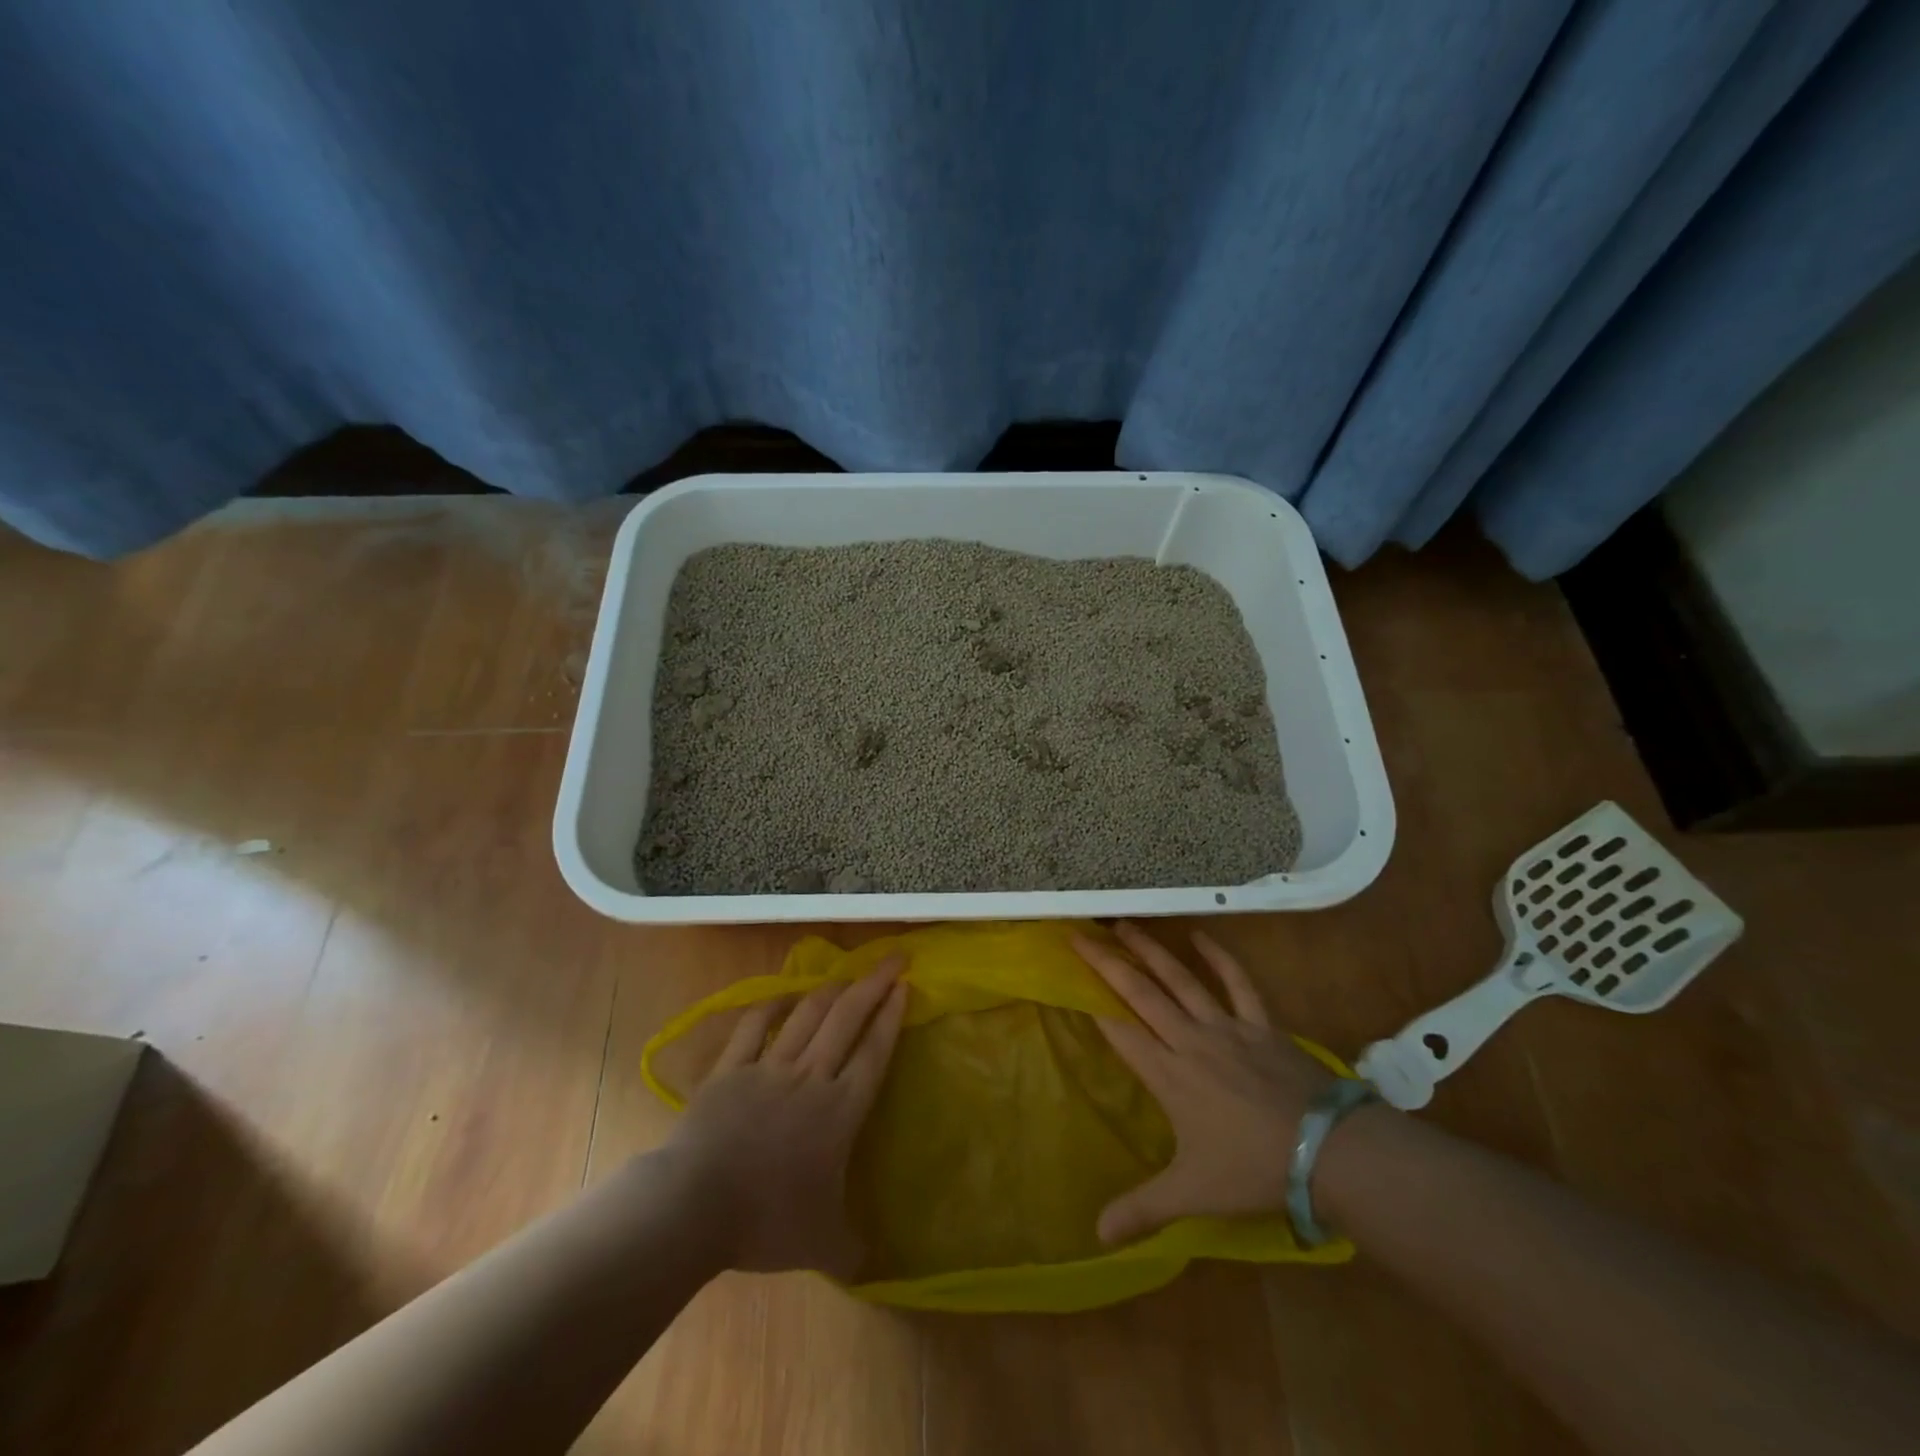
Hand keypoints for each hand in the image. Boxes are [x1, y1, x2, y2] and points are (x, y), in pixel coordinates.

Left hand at [667, 959, 908, 1279]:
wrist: (695, 1206)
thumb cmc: (765, 1220)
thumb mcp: (821, 1245)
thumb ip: (851, 1248)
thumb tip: (870, 1265)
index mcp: (839, 1110)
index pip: (874, 1052)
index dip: (891, 1016)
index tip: (905, 985)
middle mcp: (810, 1077)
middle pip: (848, 1019)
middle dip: (873, 984)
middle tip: (893, 958)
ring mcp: (768, 1068)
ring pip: (807, 1016)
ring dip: (830, 990)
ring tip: (846, 976)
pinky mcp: (730, 1069)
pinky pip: (753, 1027)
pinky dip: (770, 1008)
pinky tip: (781, 998)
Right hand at [1071, 922, 1334, 1244]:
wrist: (1326, 1152)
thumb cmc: (1252, 1170)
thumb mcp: (1192, 1194)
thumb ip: (1142, 1210)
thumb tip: (1095, 1237)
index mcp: (1168, 1076)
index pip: (1120, 1032)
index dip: (1093, 1004)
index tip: (1069, 979)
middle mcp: (1190, 1042)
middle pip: (1141, 994)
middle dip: (1107, 964)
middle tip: (1081, 935)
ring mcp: (1227, 1028)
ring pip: (1180, 980)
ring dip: (1150, 951)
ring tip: (1125, 926)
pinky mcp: (1261, 1024)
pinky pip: (1238, 984)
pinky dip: (1219, 958)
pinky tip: (1201, 937)